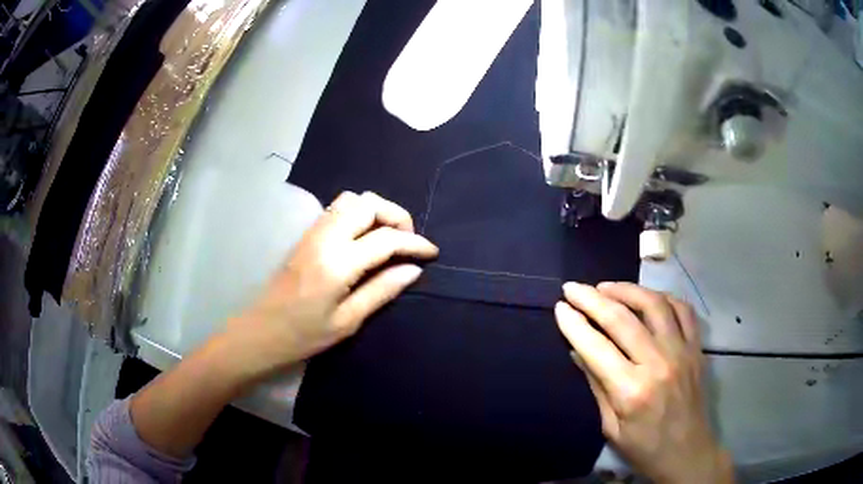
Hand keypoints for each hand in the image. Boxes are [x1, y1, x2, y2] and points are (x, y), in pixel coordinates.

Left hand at [225, 191, 437, 376]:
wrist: (260, 331)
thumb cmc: (304, 335)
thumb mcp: (348, 321)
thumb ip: (382, 290)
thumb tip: (413, 269)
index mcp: (338, 263)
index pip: (386, 239)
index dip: (415, 243)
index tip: (432, 253)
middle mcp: (325, 237)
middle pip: (369, 204)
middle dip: (397, 217)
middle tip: (407, 242)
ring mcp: (313, 232)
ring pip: (352, 200)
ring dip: (376, 211)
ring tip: (388, 237)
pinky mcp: (306, 234)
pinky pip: (338, 208)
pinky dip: (359, 214)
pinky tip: (364, 237)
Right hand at [555, 282, 733, 483]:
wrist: (688, 453)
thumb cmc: (644, 448)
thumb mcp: (611, 426)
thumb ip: (596, 385)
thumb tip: (577, 350)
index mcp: (631, 391)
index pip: (596, 347)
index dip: (574, 324)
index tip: (559, 307)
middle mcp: (658, 363)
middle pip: (622, 319)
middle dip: (592, 299)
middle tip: (573, 288)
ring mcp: (682, 351)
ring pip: (654, 304)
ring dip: (626, 289)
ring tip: (606, 287)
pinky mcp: (696, 348)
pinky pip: (683, 310)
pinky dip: (663, 297)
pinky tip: (647, 298)